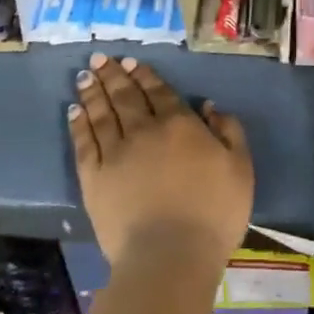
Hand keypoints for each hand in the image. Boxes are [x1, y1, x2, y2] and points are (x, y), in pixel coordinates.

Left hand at [68, 53, 253, 272]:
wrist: (170, 256)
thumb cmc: (213, 214)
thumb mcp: (240, 169)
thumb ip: (229, 132)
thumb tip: (208, 106)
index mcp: (179, 125)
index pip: (159, 92)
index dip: (145, 75)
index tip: (131, 62)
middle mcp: (144, 130)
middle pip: (125, 96)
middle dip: (113, 74)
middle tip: (101, 57)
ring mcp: (115, 153)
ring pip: (101, 113)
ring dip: (93, 92)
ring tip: (85, 75)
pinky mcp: (94, 178)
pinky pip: (84, 143)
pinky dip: (78, 124)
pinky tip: (73, 111)